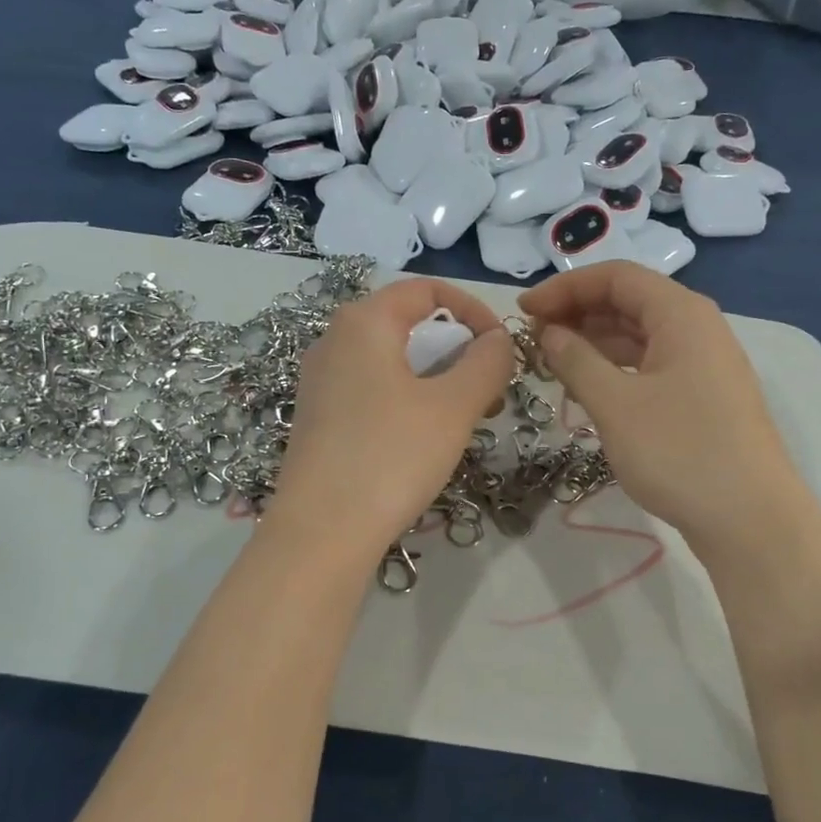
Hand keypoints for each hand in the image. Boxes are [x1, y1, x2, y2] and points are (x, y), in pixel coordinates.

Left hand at [269, 278, 512, 561]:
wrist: (321, 532)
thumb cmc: (392, 457)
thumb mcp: (454, 406)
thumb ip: (487, 362)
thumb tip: (499, 340)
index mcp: (364, 322)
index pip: (427, 289)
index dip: (474, 310)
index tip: (502, 348)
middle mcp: (334, 340)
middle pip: (408, 323)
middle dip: (457, 348)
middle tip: (488, 389)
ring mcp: (321, 380)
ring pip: (392, 359)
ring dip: (436, 376)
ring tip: (464, 416)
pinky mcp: (318, 417)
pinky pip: (372, 388)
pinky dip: (408, 397)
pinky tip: (424, 437)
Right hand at [521, 261, 804, 557]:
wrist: (749, 519)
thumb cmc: (679, 452)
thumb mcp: (615, 404)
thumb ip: (576, 360)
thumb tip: (549, 332)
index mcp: (681, 314)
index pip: (616, 277)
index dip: (565, 287)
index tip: (523, 311)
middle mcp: (697, 328)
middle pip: (629, 302)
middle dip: (577, 312)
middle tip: (532, 337)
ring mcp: (703, 364)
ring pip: (639, 336)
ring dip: (594, 341)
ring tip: (551, 361)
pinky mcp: (702, 397)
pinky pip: (651, 365)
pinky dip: (615, 367)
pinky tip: (588, 386)